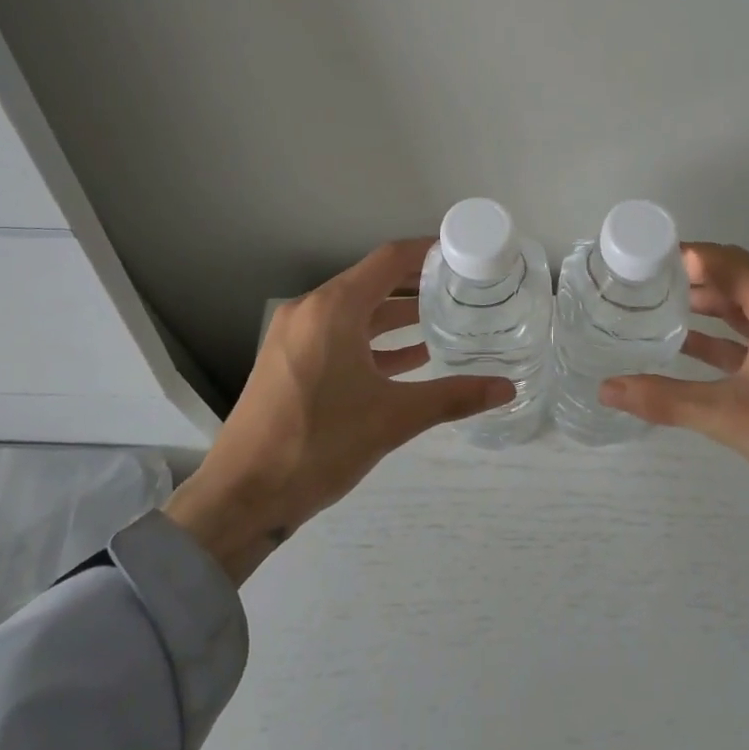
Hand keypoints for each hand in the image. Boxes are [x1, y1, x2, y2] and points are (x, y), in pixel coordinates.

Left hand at [165, 239, 513, 584]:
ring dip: (396, 316)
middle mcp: (311, 311)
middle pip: (373, 282)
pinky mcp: (289, 363)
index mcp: (333, 308)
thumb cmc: (319, 444)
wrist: (242, 498)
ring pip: (356, 312)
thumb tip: (507, 388)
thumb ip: (453, 397)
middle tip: (463, 290)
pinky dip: (373, 342)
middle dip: (417, 285)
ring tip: (444, 321)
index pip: (389, 260)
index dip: (428, 252)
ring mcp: (295, 337)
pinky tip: (409, 359)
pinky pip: (339, 337)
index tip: (463, 254)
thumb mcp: (392, 419)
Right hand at [599, 244, 748, 624]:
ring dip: (704, 306)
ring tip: (653, 309)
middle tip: (637, 284)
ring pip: (745, 307)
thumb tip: (606, 388)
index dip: (679, 254)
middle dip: (686, 278)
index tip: (636, 259)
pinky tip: (687, 348)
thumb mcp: (730, 417)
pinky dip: (723, 336)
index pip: (723, 259)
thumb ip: (665, 399)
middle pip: (733, 277)